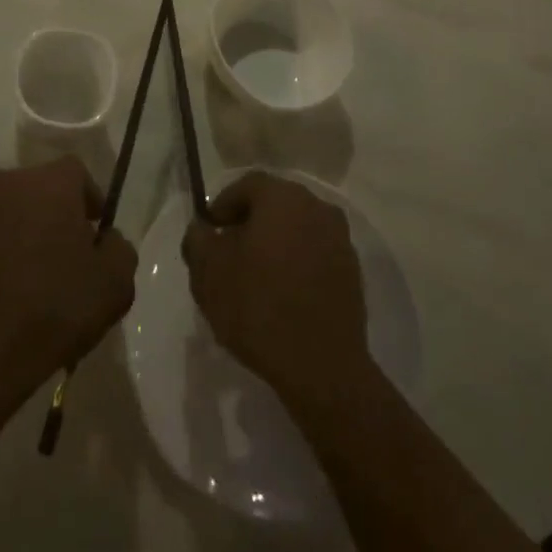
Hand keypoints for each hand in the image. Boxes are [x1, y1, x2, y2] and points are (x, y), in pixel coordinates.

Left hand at [0, 158, 136, 407]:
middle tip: (69, 253)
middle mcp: (9, 183)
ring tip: (35, 272)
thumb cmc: (56, 308)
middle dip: (57, 211)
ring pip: (12, 209)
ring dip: (26, 228)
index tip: (96, 232)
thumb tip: (104, 239)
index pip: (77, 173)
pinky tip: (7, 285)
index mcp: (50, 183)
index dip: (90, 198)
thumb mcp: (116, 282)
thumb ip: (119, 246)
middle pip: (41, 187)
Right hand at [182, 172, 369, 407]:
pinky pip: (315, 254)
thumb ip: (198, 240)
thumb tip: (203, 229)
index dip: (223, 206)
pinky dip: (296, 264)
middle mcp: (316, 206)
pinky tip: (282, 295)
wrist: (321, 365)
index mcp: (282, 197)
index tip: (210, 233)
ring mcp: (340, 239)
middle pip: (274, 204)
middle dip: (249, 224)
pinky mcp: (352, 270)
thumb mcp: (208, 273)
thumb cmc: (258, 307)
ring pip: (296, 229)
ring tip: (254, 278)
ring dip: (274, 244)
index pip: (246, 185)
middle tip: (228, 255)